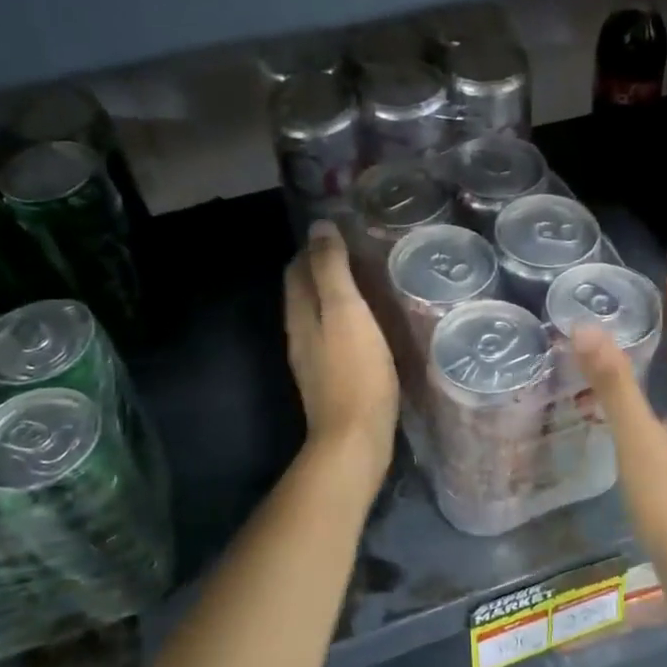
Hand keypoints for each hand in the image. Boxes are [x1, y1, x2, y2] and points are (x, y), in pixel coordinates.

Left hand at [284, 221, 398, 474]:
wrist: (354, 439)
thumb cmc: (355, 372)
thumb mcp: (346, 312)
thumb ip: (331, 269)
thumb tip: (319, 226)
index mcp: (300, 314)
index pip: (297, 269)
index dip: (313, 248)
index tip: (342, 232)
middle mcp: (300, 334)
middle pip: (304, 292)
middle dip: (322, 269)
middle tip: (359, 253)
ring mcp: (313, 361)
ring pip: (318, 316)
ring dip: (335, 296)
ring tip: (368, 284)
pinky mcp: (331, 380)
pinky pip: (333, 338)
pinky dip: (345, 322)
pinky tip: (369, 326)